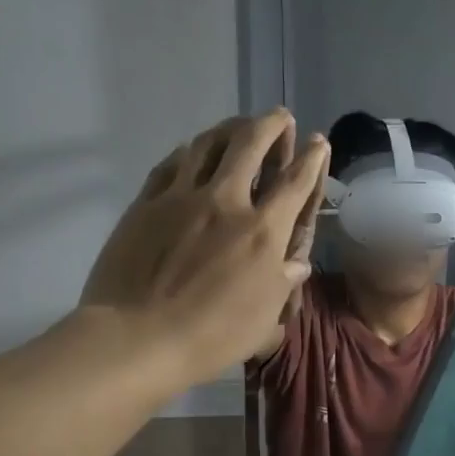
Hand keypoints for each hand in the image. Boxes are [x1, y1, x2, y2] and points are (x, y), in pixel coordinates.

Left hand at [82, 110, 328, 383]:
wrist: (137, 338)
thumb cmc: (212, 336)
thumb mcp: (264, 317)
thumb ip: (282, 282)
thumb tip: (295, 264)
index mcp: (263, 231)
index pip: (295, 182)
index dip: (311, 158)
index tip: (317, 141)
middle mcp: (226, 202)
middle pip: (251, 145)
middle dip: (270, 125)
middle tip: (279, 117)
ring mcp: (181, 198)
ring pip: (207, 144)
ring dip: (229, 128)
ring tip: (239, 125)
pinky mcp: (146, 204)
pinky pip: (171, 164)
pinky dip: (189, 151)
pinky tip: (192, 151)